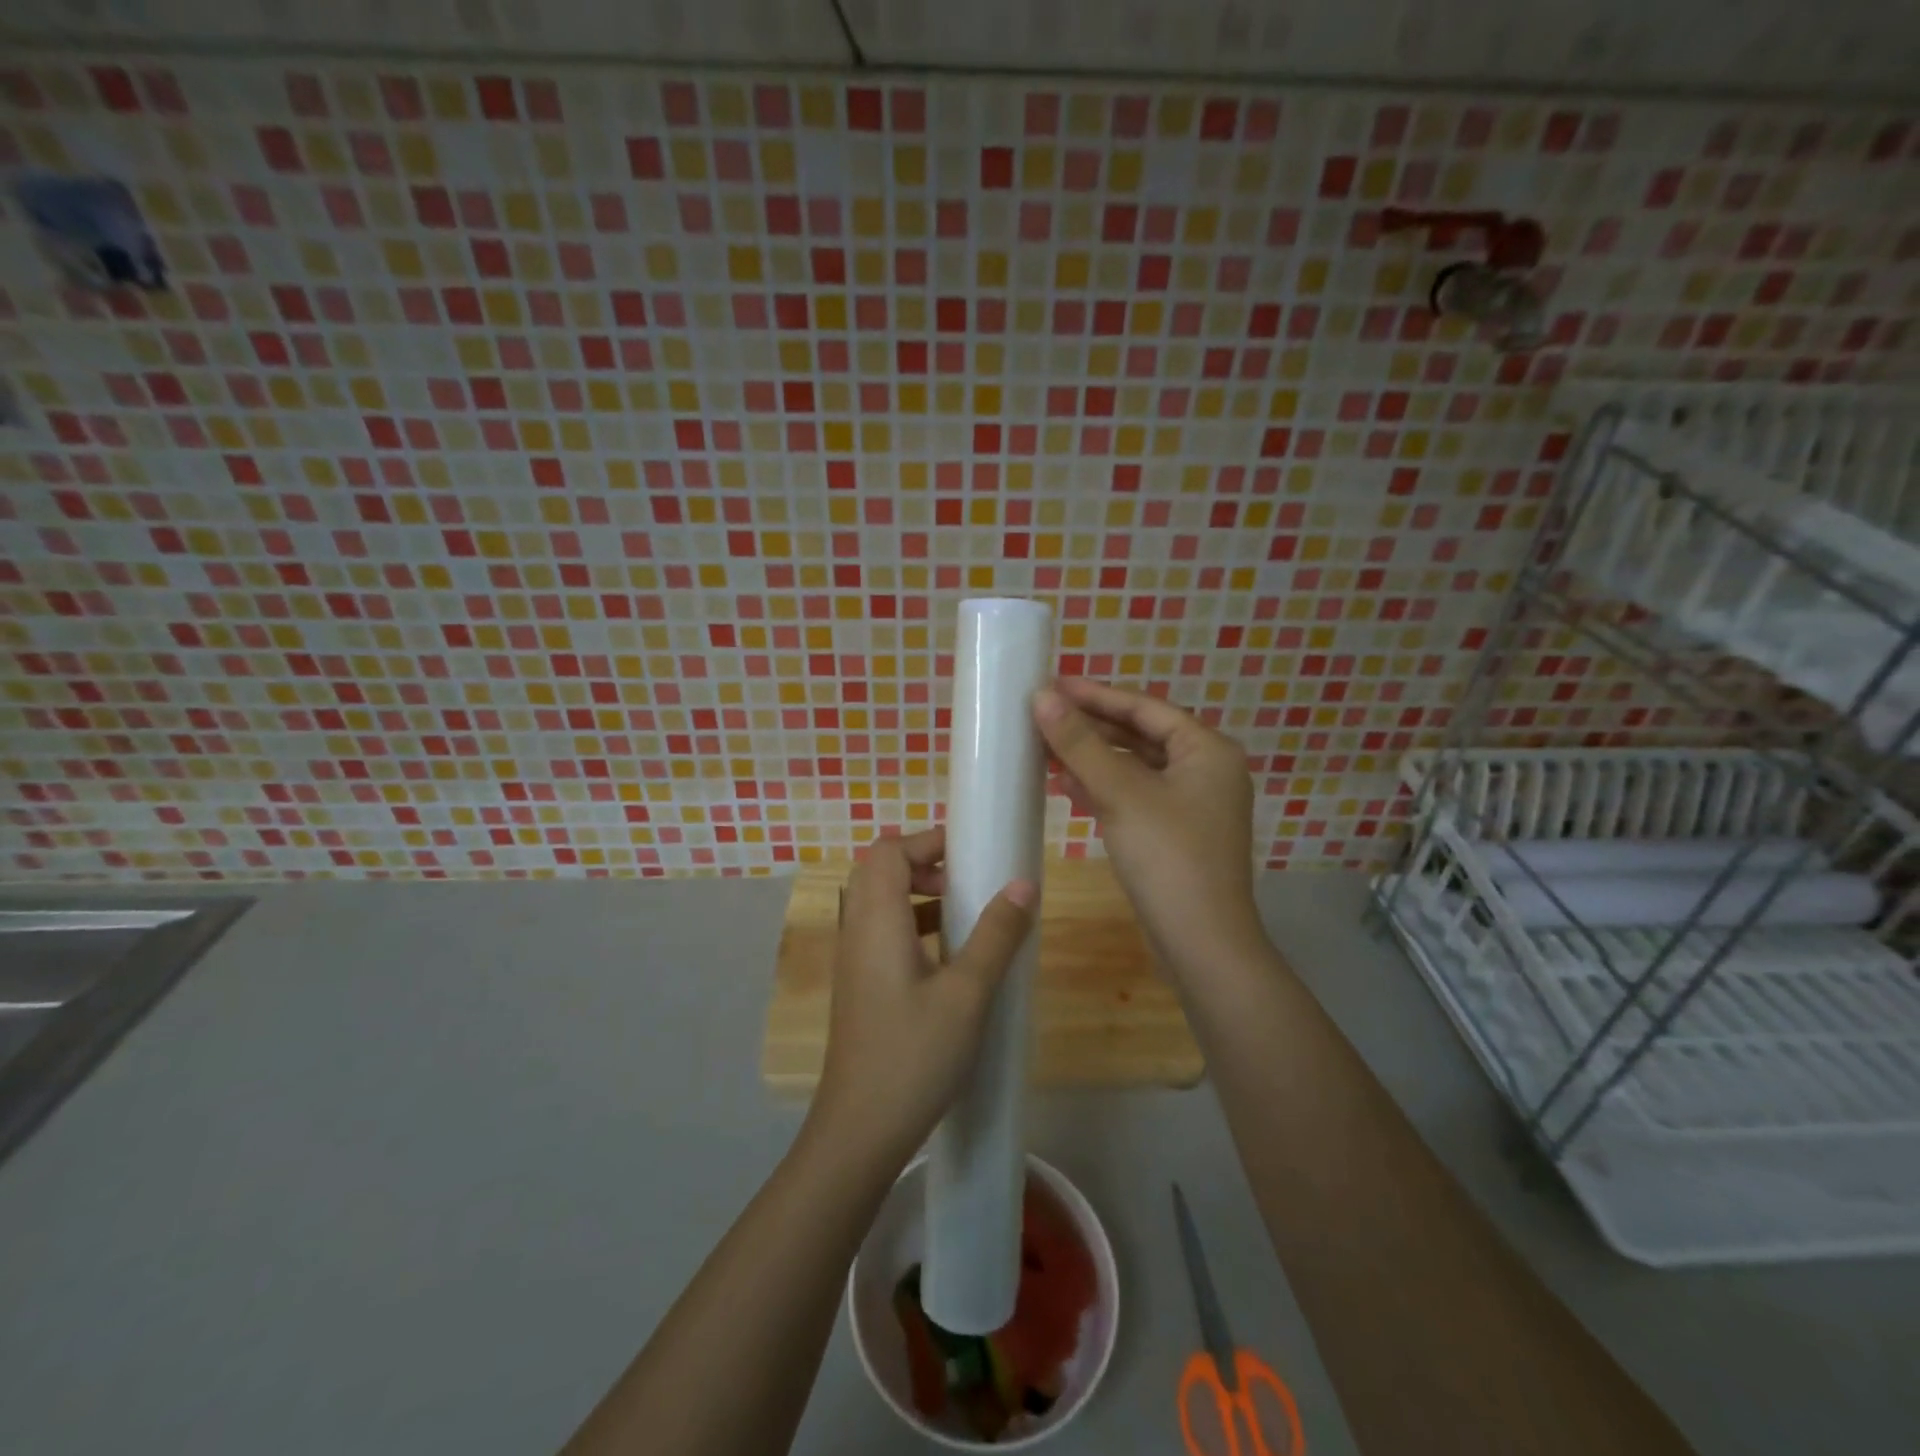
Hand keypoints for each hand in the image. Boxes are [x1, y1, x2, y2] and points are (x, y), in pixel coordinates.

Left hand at [810, 827, 1037, 1165]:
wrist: (860, 1131)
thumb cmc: (914, 1055)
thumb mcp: (967, 993)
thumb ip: (996, 934)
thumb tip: (1023, 883)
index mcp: (877, 920)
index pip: (888, 851)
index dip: (927, 841)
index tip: (970, 853)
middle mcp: (856, 931)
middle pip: (879, 871)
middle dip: (925, 864)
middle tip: (968, 884)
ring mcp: (853, 960)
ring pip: (879, 903)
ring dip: (919, 895)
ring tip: (964, 915)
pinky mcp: (859, 986)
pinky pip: (882, 933)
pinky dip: (913, 925)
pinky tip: (947, 958)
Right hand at [1033, 678, 1266, 978]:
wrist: (1201, 943)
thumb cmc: (1167, 856)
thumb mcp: (1120, 793)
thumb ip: (1080, 743)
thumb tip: (1041, 697)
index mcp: (1206, 749)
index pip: (1144, 707)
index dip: (1096, 694)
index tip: (1052, 685)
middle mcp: (1206, 769)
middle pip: (1140, 735)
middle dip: (1091, 728)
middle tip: (1042, 716)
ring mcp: (1193, 804)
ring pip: (1135, 768)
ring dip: (1092, 759)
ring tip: (1045, 749)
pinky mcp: (1177, 833)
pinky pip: (1135, 796)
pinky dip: (1103, 788)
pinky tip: (1067, 787)